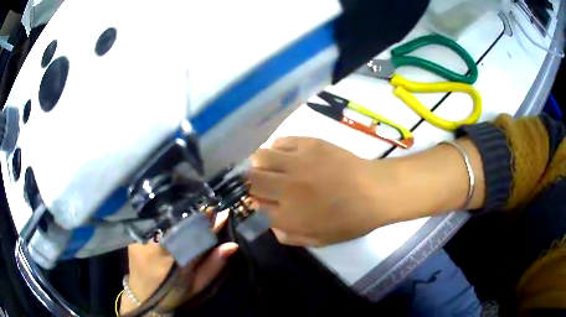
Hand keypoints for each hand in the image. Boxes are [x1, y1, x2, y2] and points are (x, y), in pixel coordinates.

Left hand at [121, 211, 237, 313]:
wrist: (142, 296)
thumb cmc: (173, 294)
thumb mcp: (197, 285)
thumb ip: (214, 265)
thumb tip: (232, 245)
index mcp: (178, 263)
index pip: (198, 235)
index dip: (210, 223)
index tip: (221, 212)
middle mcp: (159, 249)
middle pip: (180, 224)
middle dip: (195, 215)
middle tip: (207, 208)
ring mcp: (144, 241)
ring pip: (166, 221)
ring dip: (180, 215)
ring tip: (190, 209)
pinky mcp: (134, 238)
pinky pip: (152, 223)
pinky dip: (164, 219)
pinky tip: (170, 216)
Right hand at [249, 137, 484, 246]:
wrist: (375, 192)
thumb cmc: (350, 221)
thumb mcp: (319, 240)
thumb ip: (288, 236)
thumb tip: (270, 223)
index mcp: (288, 215)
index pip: (253, 206)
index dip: (253, 203)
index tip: (259, 201)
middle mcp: (286, 188)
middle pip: (250, 181)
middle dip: (250, 183)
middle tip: (260, 183)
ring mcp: (297, 163)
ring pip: (259, 158)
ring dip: (259, 164)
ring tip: (269, 166)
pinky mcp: (309, 144)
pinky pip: (281, 141)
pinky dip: (277, 148)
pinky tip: (285, 154)